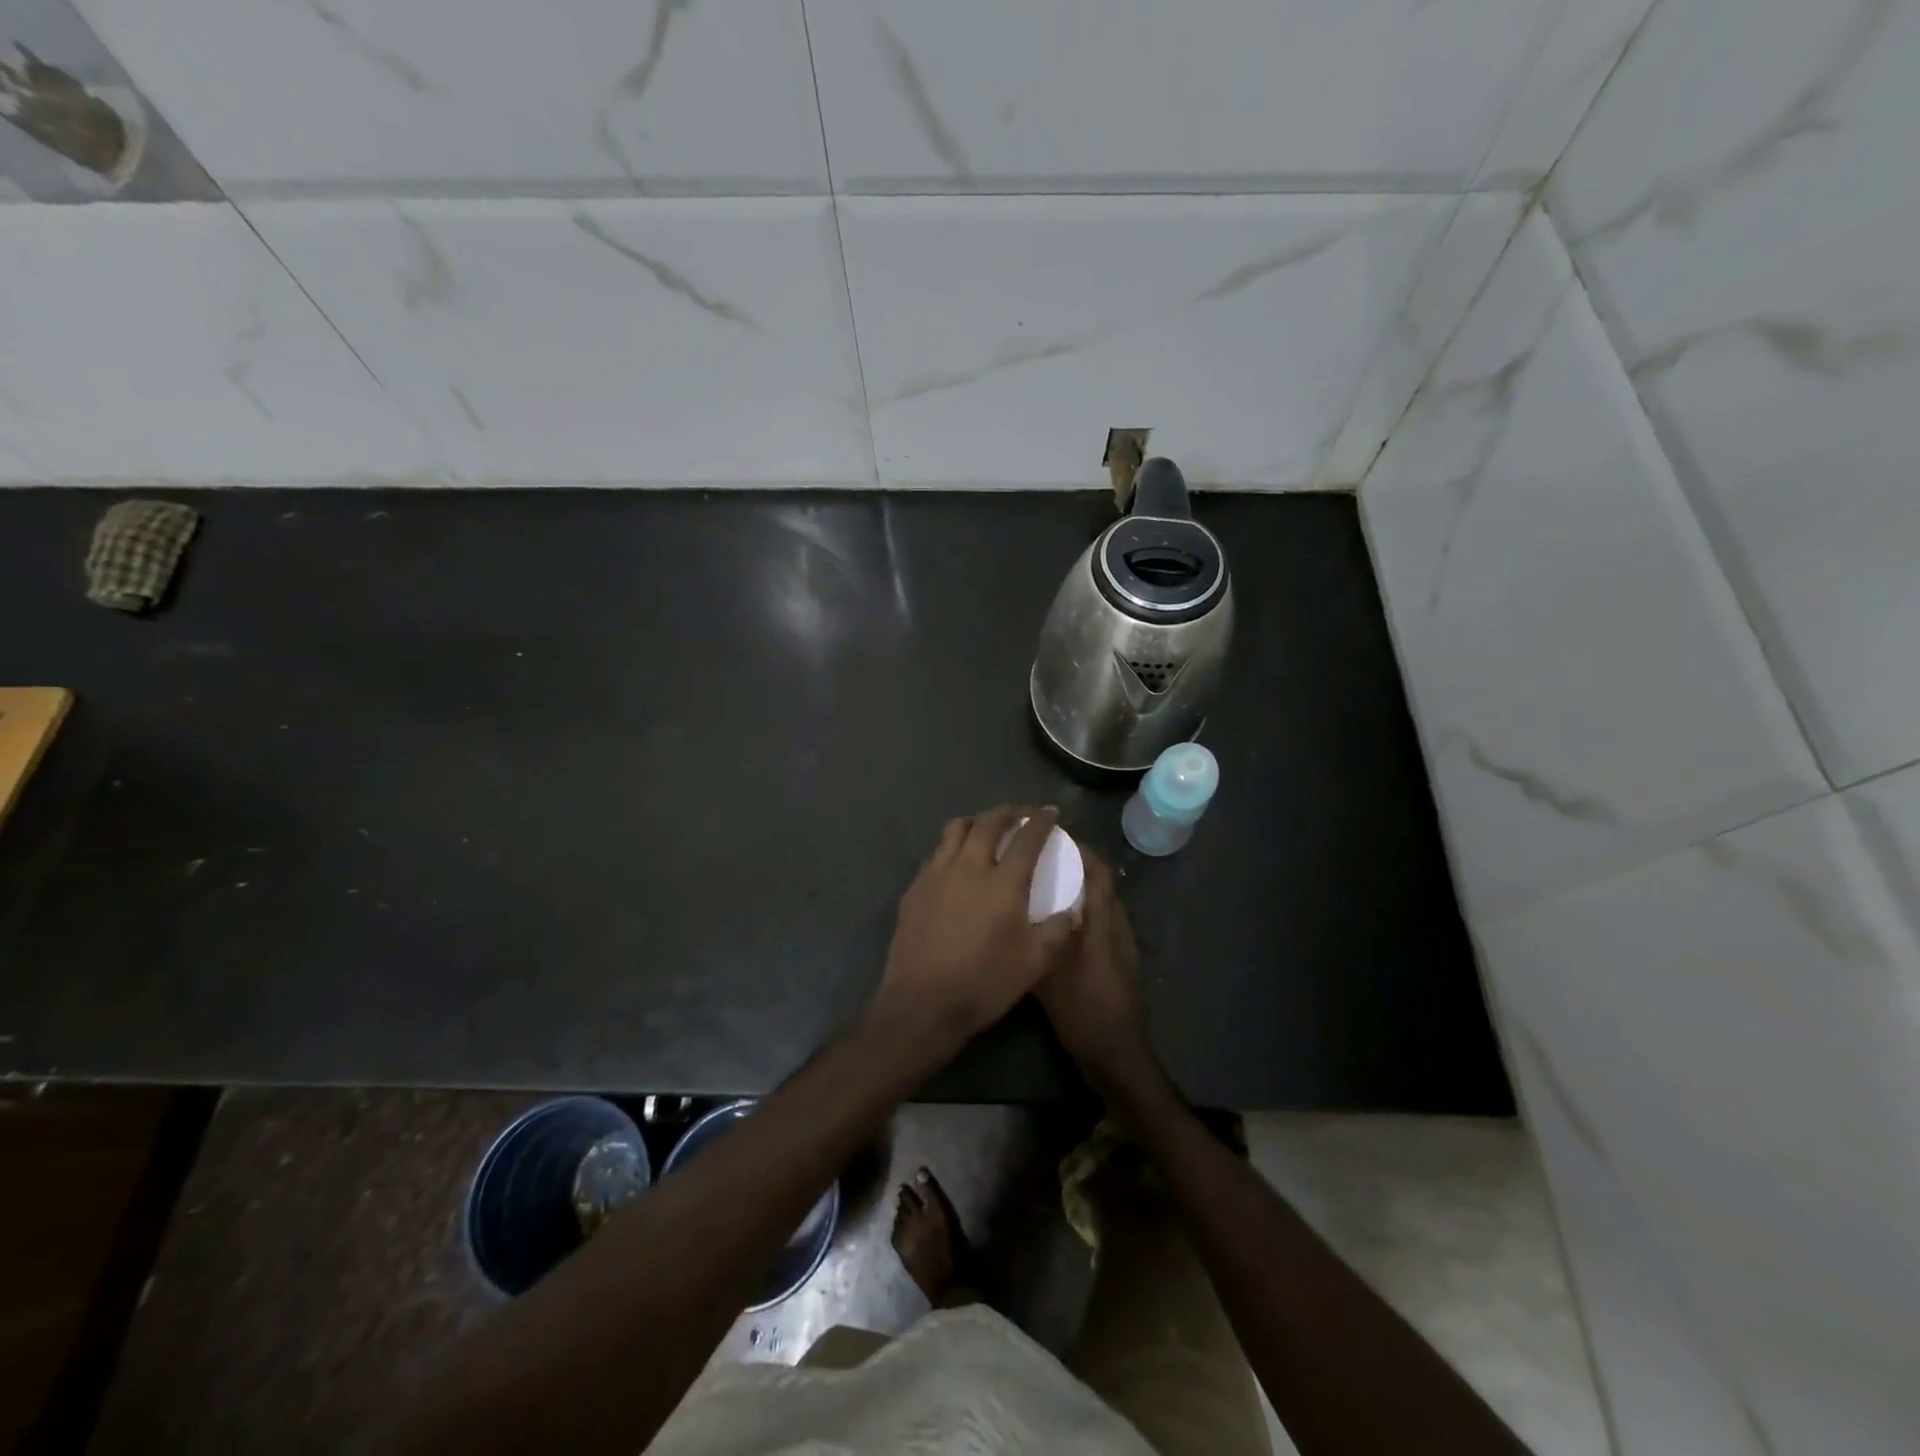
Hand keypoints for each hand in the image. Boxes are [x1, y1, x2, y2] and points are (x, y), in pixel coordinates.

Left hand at [870, 806, 1081, 1049]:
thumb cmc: (983, 983)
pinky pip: (937, 852)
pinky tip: (958, 860)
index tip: (1051, 812)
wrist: (922, 1003)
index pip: (1027, 838)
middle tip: (1022, 814)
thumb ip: (1058, 932)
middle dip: (1009, 812)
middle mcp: (968, 867)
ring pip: (956, 829)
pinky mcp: (915, 888)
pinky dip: (954, 845)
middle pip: (988, 822)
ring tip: (988, 827)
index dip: (1041, 821)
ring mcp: (936, 874)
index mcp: (1002, 883)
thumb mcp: (1034, 964)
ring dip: (978, 821)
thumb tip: (1073, 911)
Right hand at [1036, 851, 1155, 1089]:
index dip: (1080, 849)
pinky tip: (1054, 921)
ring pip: (1100, 902)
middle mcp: (1115, 925)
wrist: (1116, 1053)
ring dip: (1079, 887)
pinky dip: (1080, 910)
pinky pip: (1098, 920)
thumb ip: (1039, 938)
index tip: (1051, 837)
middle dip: (1076, 864)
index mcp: (1103, 922)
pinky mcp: (1117, 959)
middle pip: (1101, 882)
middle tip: (1041, 856)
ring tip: (1044, 882)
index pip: (1099, 871)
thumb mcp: (1050, 972)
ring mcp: (1119, 943)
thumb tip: (1018, 907)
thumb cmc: (1083, 1009)